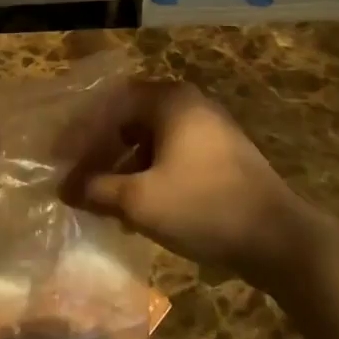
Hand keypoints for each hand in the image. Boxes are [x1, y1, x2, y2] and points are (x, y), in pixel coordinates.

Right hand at [56, 79, 318, 287]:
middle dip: (101, 149)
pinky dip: (149, 172)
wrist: (279, 238)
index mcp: (169, 100)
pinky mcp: (222, 154)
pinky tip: (139, 205)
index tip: (59, 159)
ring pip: (151, 139)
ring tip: (103, 197)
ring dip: (124, 164)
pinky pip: (173, 153)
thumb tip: (64, 188)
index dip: (80, 132)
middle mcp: (189, 103)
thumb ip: (96, 190)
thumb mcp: (140, 201)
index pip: (109, 104)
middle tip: (78, 177)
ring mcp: (210, 127)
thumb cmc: (203, 206)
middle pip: (130, 119)